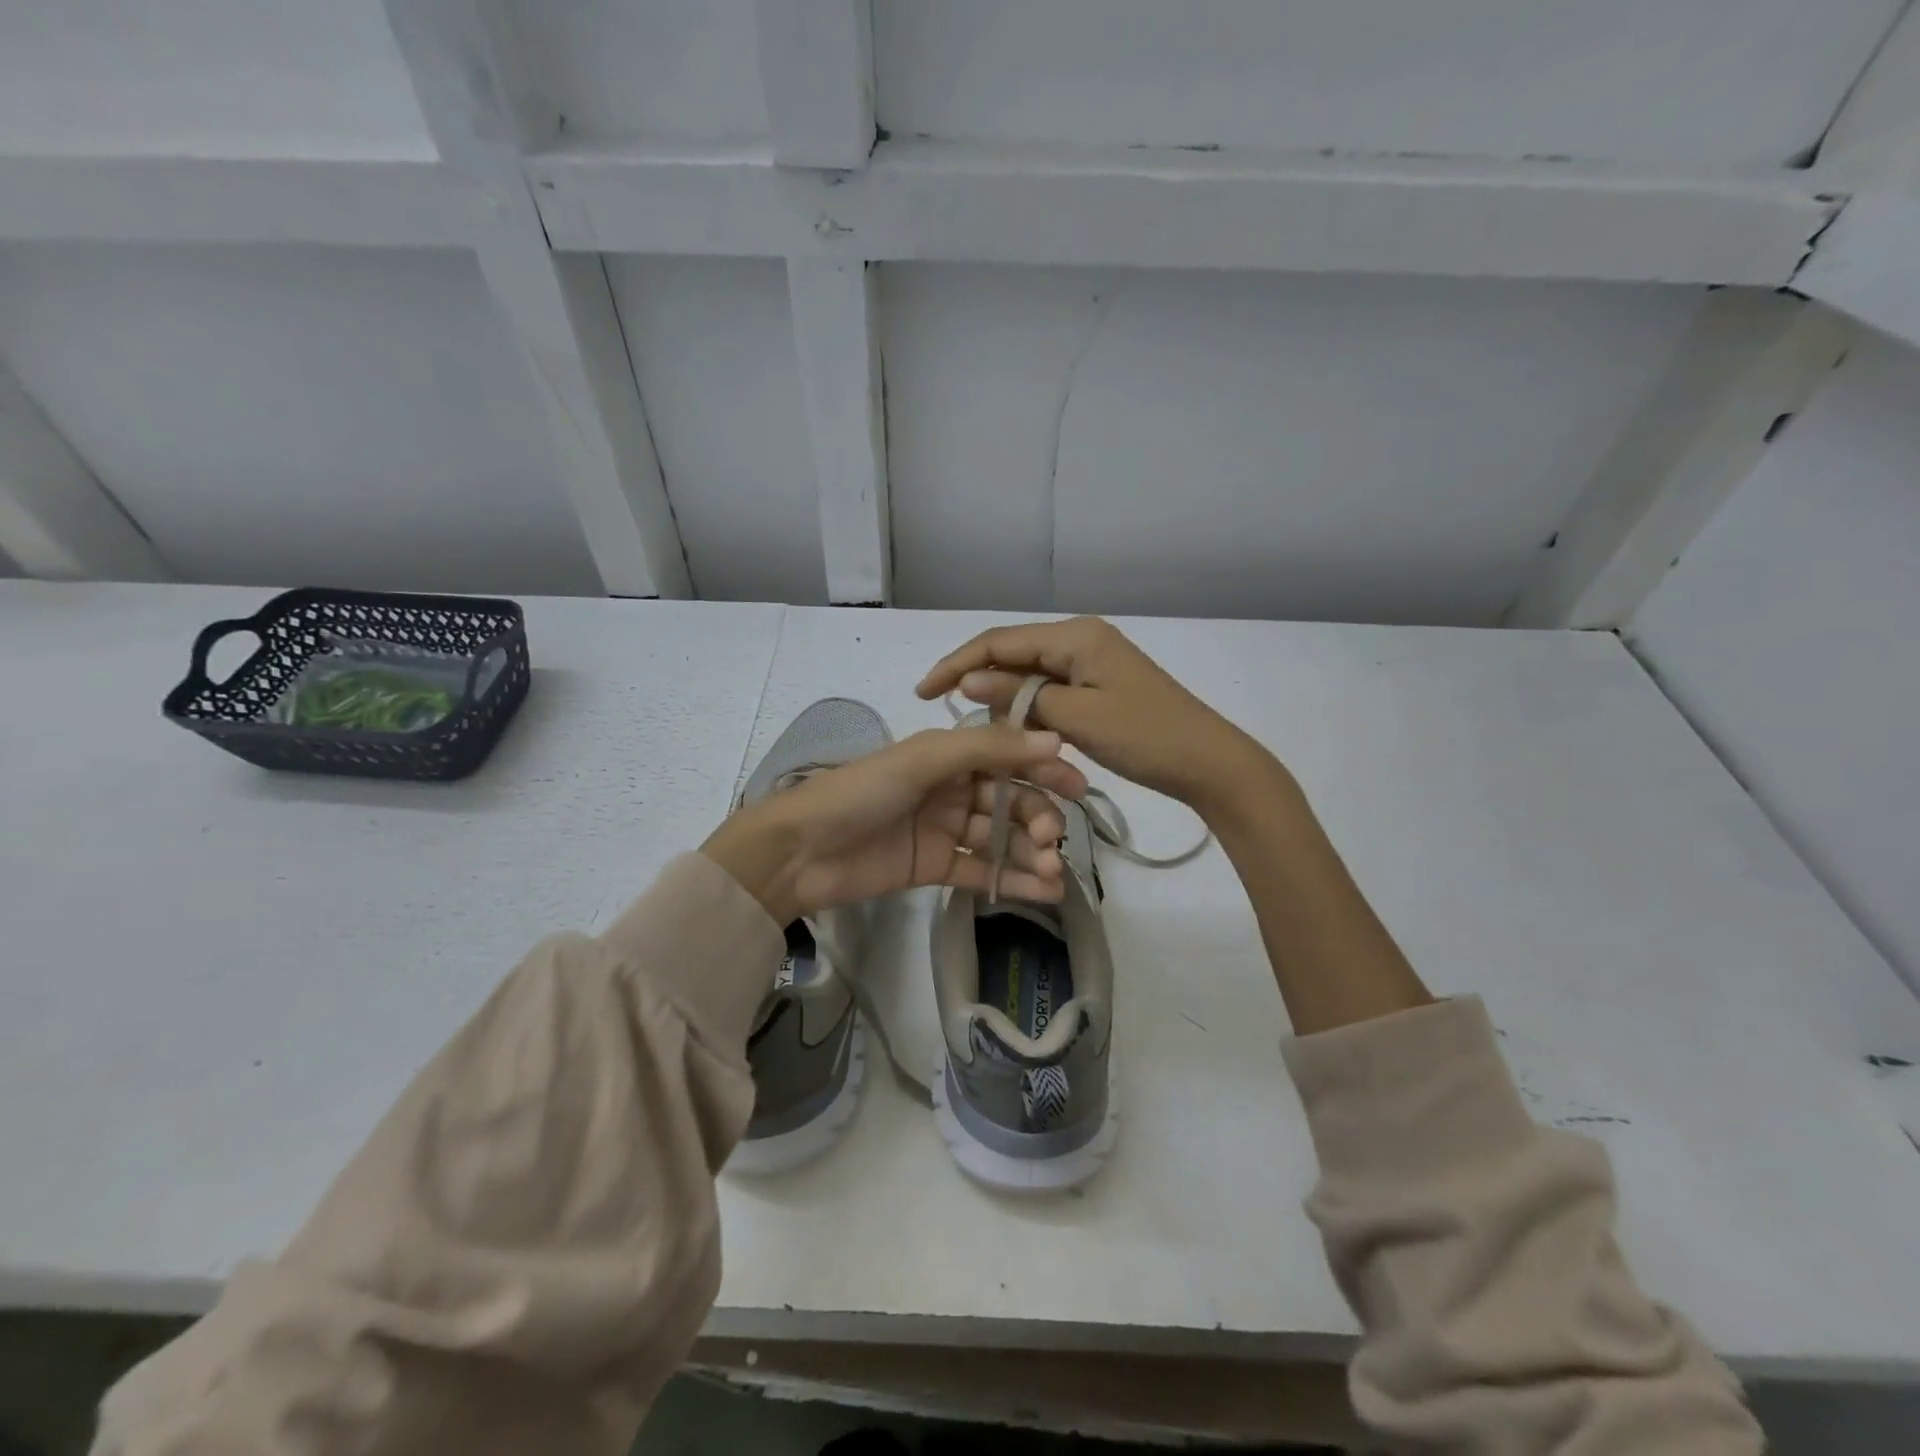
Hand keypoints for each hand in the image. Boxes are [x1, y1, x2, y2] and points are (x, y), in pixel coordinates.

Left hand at [701, 724, 1089, 923]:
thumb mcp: (923, 760)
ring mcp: (945, 829)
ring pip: (1000, 838)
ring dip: (1030, 854)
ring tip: (1053, 875)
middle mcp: (951, 788)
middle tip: (1051, 840)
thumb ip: (987, 749)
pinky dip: (1013, 881)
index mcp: (947, 754)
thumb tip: (1054, 741)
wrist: (800, 851)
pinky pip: (982, 871)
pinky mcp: (936, 867)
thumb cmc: (860, 792)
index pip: (1008, 757)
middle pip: (1009, 800)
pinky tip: (1043, 892)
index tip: (1078, 788)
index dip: (1044, 769)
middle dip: (1036, 818)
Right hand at [917, 616, 1257, 815]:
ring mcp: (1092, 662)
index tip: (923, 693)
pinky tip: (1015, 731)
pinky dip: (1029, 709)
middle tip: (943, 711)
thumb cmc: (1145, 737)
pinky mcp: (1099, 685)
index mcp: (1075, 636)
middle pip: (1012, 654)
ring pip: (1030, 675)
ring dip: (1004, 699)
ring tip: (981, 730)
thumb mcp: (1077, 718)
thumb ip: (1021, 696)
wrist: (1209, 763)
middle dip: (977, 680)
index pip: (999, 642)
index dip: (957, 664)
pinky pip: (1051, 691)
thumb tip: (969, 680)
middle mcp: (1080, 639)